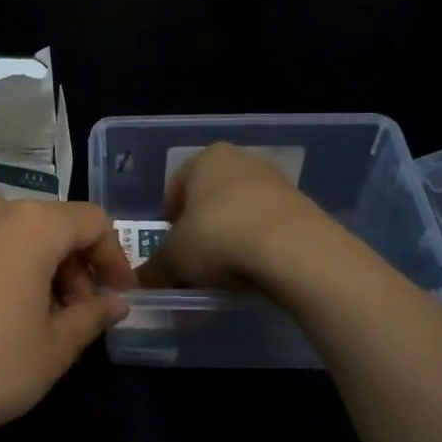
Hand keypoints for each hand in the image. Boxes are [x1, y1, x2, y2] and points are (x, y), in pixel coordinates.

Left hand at [0, 196, 137, 441]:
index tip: (119, 298)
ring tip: (44, 323)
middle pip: (55, 226)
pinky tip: (4, 317)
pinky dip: (10, 271)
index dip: (115, 259)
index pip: (92, 223)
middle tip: (80, 318)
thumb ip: (92, 316)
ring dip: (44, 271)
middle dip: (78, 268)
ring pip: (20, 237)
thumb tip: (116, 303)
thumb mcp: (54, 347)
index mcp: (31, 224)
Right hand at [138, 143, 331, 290]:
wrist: (293, 249)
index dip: (169, 220)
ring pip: (240, 212)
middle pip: (210, 198)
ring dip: (230, 238)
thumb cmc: (218, 237)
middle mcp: (241, 160)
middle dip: (201, 229)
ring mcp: (276, 180)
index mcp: (205, 158)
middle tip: (196, 262)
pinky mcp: (302, 205)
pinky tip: (254, 271)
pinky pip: (267, 227)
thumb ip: (154, 269)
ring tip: (225, 273)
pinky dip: (257, 246)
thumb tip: (139, 283)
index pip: (176, 186)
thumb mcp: (175, 258)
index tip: (170, 249)